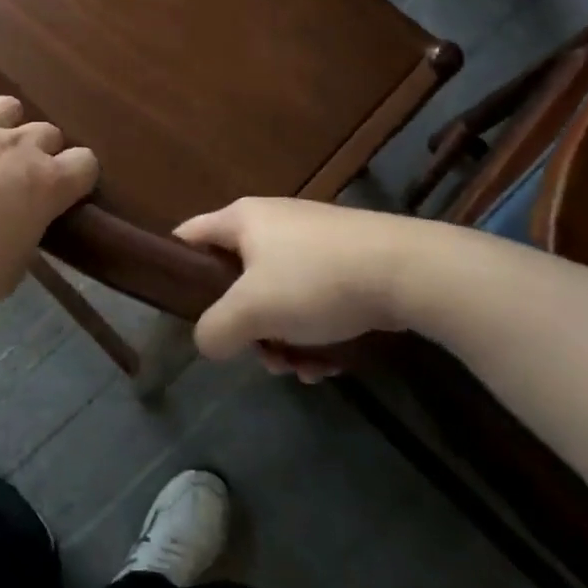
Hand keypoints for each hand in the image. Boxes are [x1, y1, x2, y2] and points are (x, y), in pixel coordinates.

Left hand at [0, 79, 98, 316]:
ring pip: (7, 105)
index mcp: (45, 184)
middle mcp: (17, 145)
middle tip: (17, 180)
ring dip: (4, 125)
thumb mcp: (11, 273)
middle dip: (41, 153)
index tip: (63, 195)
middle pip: (48, 131)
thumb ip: (27, 239)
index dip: (78, 178)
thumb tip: (23, 225)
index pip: (86, 163)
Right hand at [174, 198, 403, 381]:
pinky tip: (331, 362)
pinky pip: (313, 299)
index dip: (178, 270)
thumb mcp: (252, 310)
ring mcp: (313, 241)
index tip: (181, 310)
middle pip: (237, 279)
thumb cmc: (315, 280)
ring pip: (278, 297)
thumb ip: (215, 329)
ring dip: (284, 339)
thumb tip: (207, 342)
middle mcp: (273, 222)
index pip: (189, 236)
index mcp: (242, 219)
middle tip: (261, 355)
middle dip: (247, 327)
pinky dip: (315, 333)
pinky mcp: (346, 261)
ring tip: (303, 368)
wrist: (409, 271)